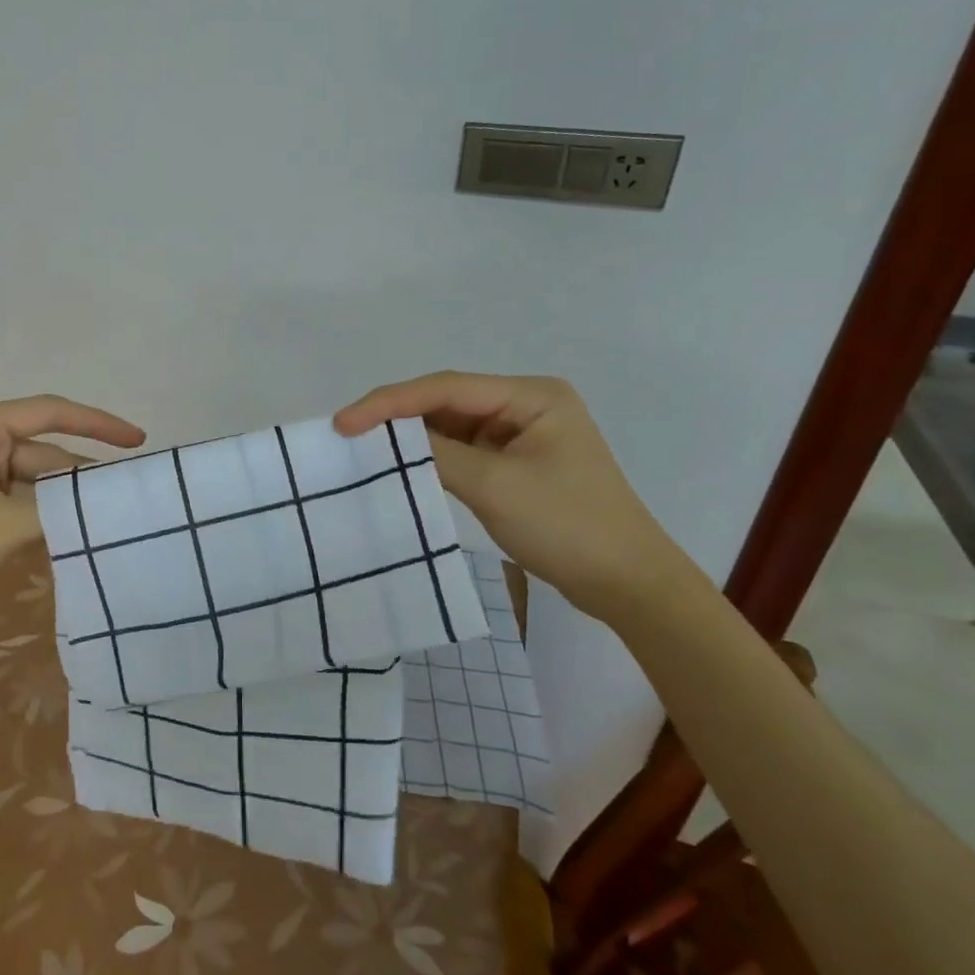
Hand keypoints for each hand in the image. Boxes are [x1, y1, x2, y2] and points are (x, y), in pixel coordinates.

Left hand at [0, 395, 145, 623]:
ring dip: (60, 499)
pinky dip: (40, 512)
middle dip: (79, 475)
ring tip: (104, 521)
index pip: (50, 412)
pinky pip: (16, 496)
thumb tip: (103, 503)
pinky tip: (68, 532)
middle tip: (126, 498)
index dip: (98, 423)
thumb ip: (57, 510)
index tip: (138, 440)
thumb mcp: (0, 526)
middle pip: (44, 449)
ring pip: (32, 477)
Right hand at [334, 372, 704, 625]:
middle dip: (396, 415)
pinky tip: (401, 464)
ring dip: (410, 436)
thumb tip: (384, 436)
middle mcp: (525, 405)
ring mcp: (520, 435)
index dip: (389, 401)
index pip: (446, 388)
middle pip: (445, 401)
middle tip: (346, 431)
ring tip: (362, 445)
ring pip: (450, 425)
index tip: (344, 421)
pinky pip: (461, 450)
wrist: (630, 586)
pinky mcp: (514, 463)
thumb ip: (437, 453)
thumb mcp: (496, 486)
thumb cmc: (569, 527)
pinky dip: (430, 457)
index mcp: (532, 396)